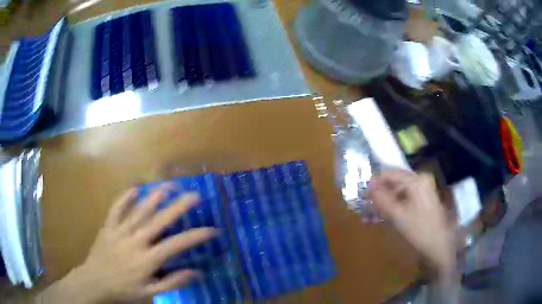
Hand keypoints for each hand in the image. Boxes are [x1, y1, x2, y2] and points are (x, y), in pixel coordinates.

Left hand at [37, 187, 218, 303]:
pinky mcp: (108, 226)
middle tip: (194, 195)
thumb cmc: (124, 289)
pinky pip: (117, 208)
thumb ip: (173, 282)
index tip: (212, 229)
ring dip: (156, 196)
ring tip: (170, 185)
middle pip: (160, 220)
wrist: (95, 281)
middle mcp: (136, 240)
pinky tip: (135, 188)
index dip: (196, 235)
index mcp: (148, 258)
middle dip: (179, 206)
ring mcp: (120, 230)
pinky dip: (125, 197)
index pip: (177, 244)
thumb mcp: (151, 292)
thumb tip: (195, 272)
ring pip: (140, 209)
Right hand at [365, 169, 455, 273]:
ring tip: (369, 219)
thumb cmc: (418, 231)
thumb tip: (367, 184)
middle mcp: (420, 181)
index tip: (360, 196)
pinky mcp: (423, 202)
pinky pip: (403, 201)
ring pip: (397, 194)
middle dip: (377, 197)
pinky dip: (392, 209)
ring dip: (383, 205)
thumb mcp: (396, 215)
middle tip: (363, 210)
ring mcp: (422, 191)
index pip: (389, 174)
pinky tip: (382, 220)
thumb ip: (381, 198)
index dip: (373, 184)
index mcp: (416, 180)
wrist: (439, 247)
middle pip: (393, 184)